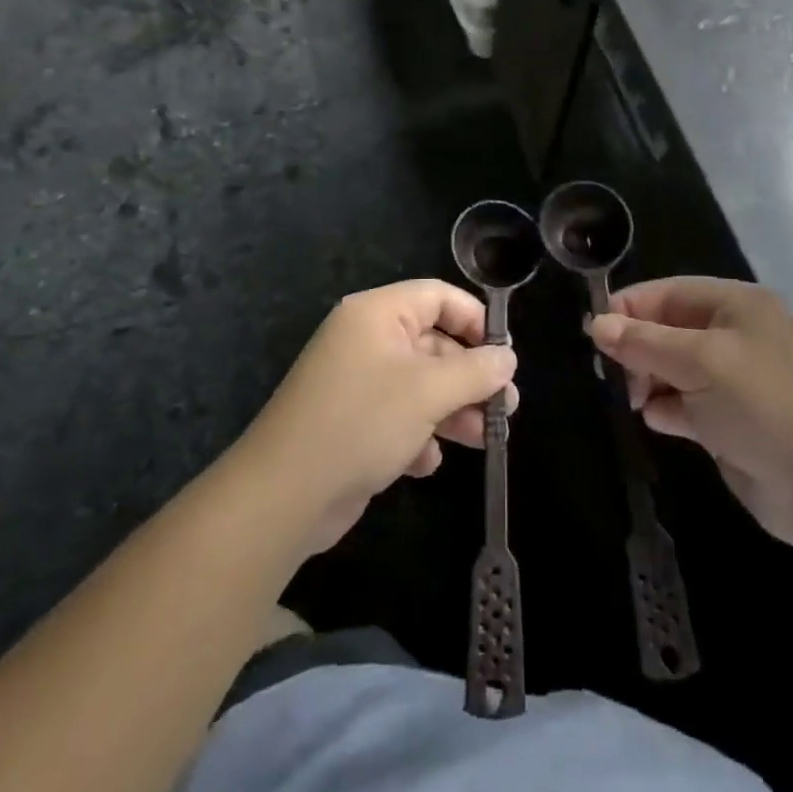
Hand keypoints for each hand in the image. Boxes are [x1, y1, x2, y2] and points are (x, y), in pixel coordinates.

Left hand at [242, 280, 518, 552]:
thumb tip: (508, 357)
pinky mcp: (352, 422)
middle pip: (433, 343)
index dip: (474, 320)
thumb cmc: (361, 423)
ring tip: (485, 439)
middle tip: (505, 408)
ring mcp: (357, 382)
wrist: (284, 495)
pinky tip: (425, 462)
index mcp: (377, 314)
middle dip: (470, 376)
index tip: (503, 354)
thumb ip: (475, 371)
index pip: (437, 296)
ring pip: (420, 384)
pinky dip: (417, 434)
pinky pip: (397, 416)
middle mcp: (366, 340)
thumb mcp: (428, 392)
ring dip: (453, 409)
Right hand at [589, 278, 792, 549]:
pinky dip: (666, 408)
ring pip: (672, 367)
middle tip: (614, 374)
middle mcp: (735, 335)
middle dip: (638, 348)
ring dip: (648, 379)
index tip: (594, 332)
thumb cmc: (762, 404)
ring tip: (634, 399)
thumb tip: (596, 324)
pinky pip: (684, 403)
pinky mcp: (729, 420)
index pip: (668, 292)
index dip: (629, 308)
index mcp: (736, 305)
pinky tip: (656, 420)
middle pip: (667, 329)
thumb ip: (644, 342)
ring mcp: (733, 379)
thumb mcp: (699, 362)